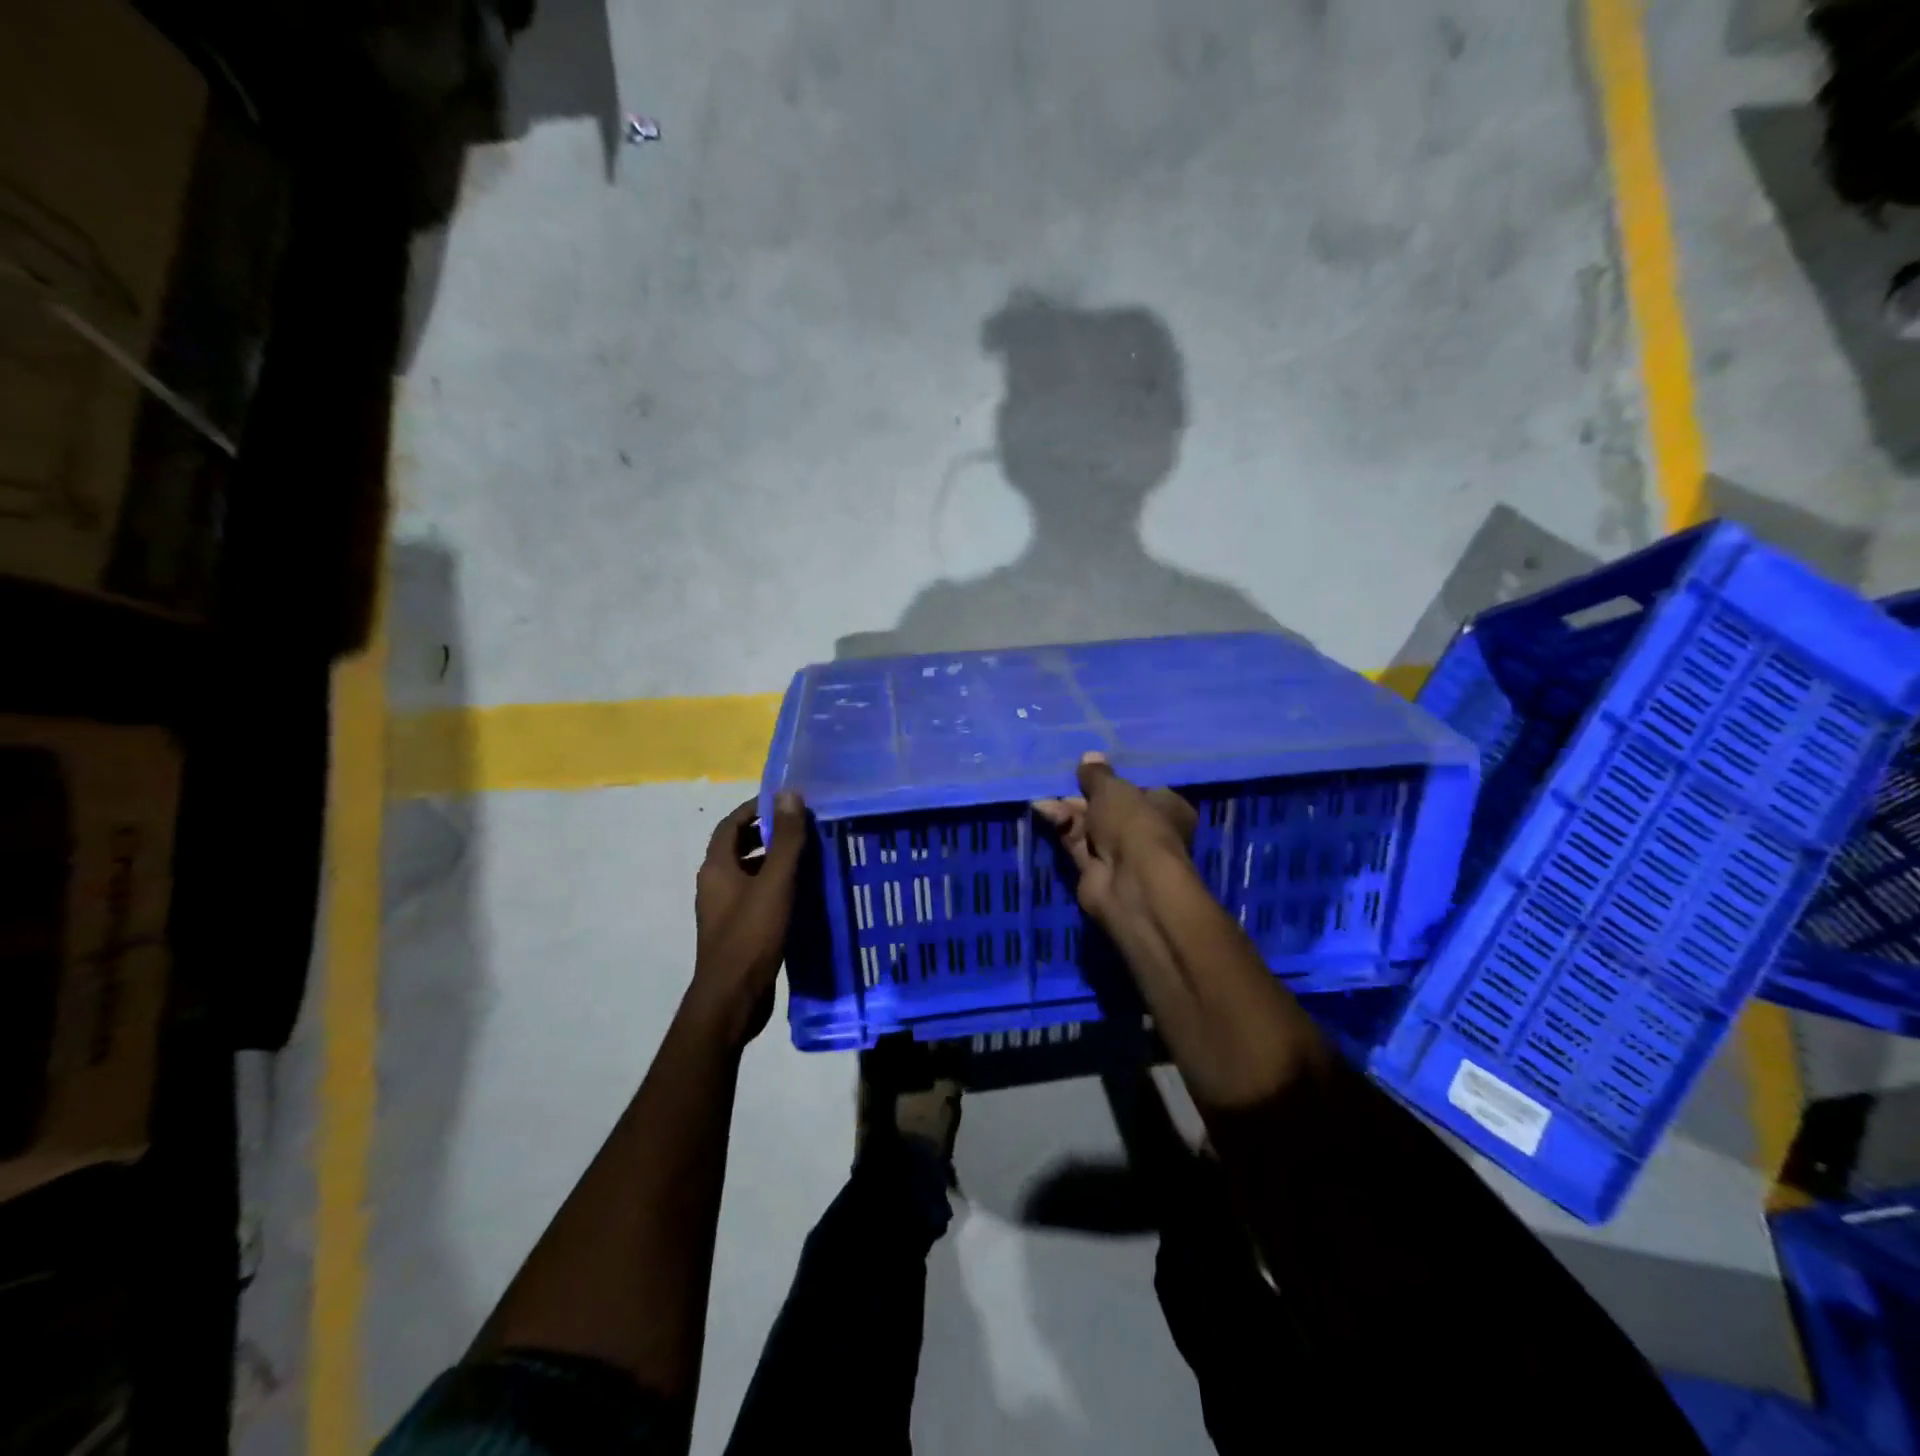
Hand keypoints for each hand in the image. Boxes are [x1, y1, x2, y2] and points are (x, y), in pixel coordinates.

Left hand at [690, 793, 806, 1044]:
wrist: (732, 999)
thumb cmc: (751, 936)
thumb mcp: (774, 883)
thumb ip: (784, 839)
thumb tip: (789, 794)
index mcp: (716, 868)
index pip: (730, 824)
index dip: (755, 808)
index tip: (786, 802)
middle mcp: (714, 884)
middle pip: (736, 847)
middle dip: (766, 833)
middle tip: (801, 828)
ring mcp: (723, 910)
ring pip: (747, 873)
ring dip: (771, 860)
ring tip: (806, 857)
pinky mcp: (736, 931)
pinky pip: (753, 896)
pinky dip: (773, 886)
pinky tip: (799, 894)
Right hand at [1033, 753, 1197, 928]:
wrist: (1130, 881)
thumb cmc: (1134, 823)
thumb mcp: (1112, 788)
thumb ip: (1097, 774)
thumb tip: (1089, 757)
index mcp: (1167, 807)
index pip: (1140, 787)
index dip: (1115, 777)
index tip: (1090, 766)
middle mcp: (1146, 830)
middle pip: (1110, 806)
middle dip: (1084, 794)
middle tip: (1061, 779)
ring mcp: (1121, 853)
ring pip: (1090, 824)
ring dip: (1068, 809)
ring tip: (1045, 794)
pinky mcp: (1096, 870)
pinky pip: (1076, 842)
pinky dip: (1062, 826)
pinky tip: (1044, 810)